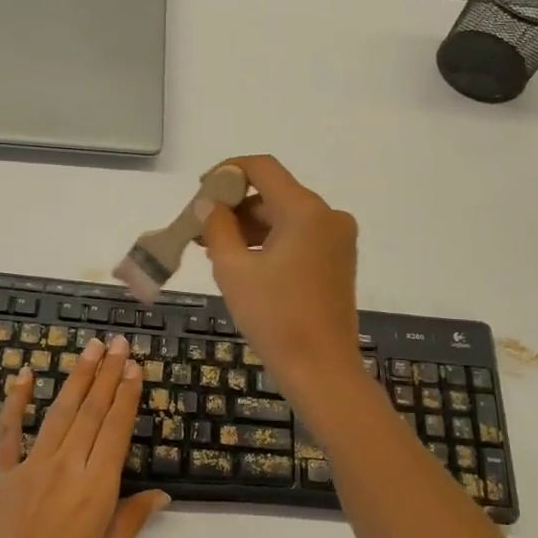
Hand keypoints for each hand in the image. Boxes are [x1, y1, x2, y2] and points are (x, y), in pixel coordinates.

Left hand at [0, 335, 169, 537]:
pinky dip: (15, 402)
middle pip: (90, 412)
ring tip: (89, 349)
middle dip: (106, 374)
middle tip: (117, 343)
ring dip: (76, 378)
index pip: (115, 430)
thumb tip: (161, 494)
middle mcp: (66, 467)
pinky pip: (8, 431)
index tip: (133, 367)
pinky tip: (23, 376)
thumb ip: (131, 521)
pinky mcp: (0, 473)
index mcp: (96, 489)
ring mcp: (30, 466)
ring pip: (58, 413)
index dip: (126, 396)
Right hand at [201, 155, 363, 403]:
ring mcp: (338, 239)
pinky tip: (243, 262)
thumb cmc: (274, 318)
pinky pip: (298, 236)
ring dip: (249, 226)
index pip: (263, 168)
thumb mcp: (234, 270)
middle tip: (199, 229)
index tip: (200, 192)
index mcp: (306, 211)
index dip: (227, 172)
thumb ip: (216, 227)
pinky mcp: (338, 260)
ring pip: (285, 216)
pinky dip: (269, 242)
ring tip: (213, 250)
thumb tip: (207, 204)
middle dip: (234, 206)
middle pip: (273, 193)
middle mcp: (328, 216)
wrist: (321, 369)